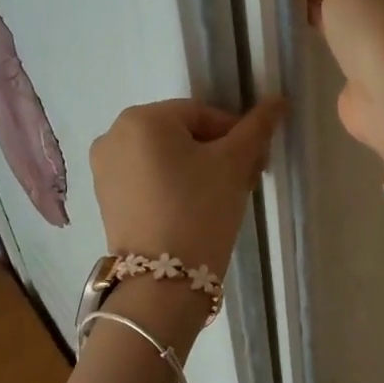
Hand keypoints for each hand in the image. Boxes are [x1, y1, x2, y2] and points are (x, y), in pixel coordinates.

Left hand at [89, 96, 285, 291]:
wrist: (163, 282)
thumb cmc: (200, 210)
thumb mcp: (234, 164)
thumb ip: (257, 128)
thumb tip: (279, 99)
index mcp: (142, 118)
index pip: (203, 114)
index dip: (235, 136)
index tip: (255, 163)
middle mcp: (113, 135)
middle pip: (182, 135)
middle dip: (216, 154)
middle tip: (242, 181)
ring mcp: (104, 169)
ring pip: (165, 158)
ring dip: (196, 170)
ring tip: (220, 199)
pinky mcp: (106, 199)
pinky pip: (147, 180)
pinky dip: (172, 187)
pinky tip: (193, 212)